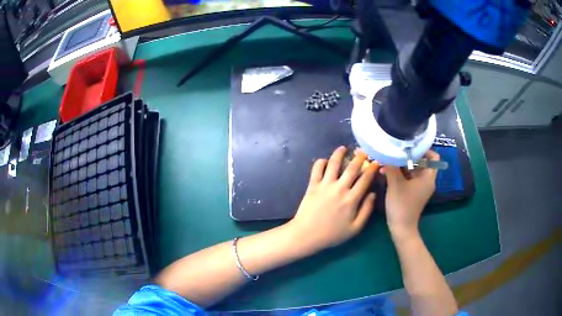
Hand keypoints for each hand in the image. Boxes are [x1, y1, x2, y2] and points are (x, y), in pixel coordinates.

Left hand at [287, 146, 378, 252]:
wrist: (307, 234)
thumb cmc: (332, 234)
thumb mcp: (355, 228)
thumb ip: (366, 210)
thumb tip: (373, 194)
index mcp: (352, 199)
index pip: (365, 179)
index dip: (372, 169)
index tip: (376, 162)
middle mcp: (340, 188)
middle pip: (352, 168)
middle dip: (359, 157)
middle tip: (363, 152)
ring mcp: (325, 185)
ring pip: (333, 163)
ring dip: (339, 154)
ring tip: (343, 148)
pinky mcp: (312, 185)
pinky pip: (317, 169)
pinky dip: (321, 162)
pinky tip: (324, 160)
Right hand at [381, 150, 439, 238]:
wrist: (401, 228)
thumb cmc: (401, 205)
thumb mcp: (395, 184)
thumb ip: (392, 167)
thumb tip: (386, 154)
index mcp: (428, 177)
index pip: (433, 157)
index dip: (424, 150)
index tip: (409, 147)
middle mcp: (427, 181)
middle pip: (421, 162)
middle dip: (407, 157)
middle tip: (394, 152)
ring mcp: (420, 187)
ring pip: (413, 170)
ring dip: (401, 165)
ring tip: (387, 162)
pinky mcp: (414, 192)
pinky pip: (409, 178)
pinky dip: (400, 174)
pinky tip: (387, 172)